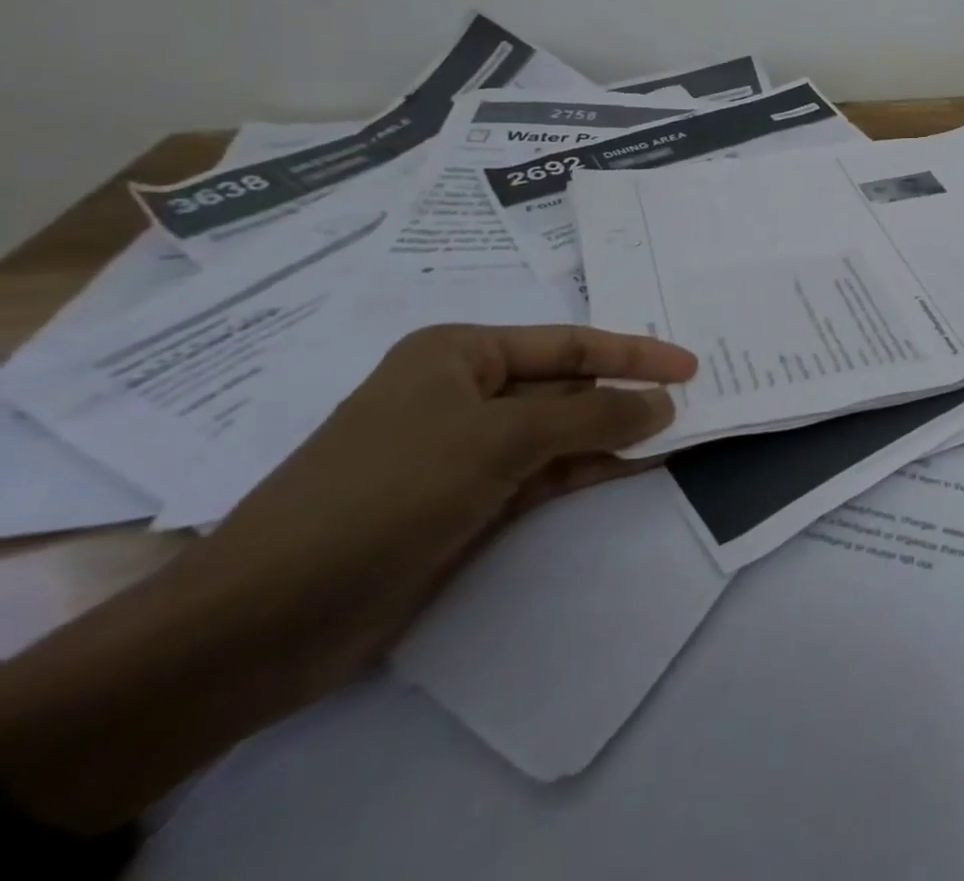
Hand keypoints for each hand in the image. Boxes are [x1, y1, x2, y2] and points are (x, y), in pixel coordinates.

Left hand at [180, 322, 695, 686]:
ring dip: (618, 432)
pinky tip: (640, 464)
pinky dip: (594, 467)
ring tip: (682, 432)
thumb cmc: (387, 493)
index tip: (691, 365)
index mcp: (460, 353)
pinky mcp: (471, 502)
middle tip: (697, 399)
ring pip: (563, 431)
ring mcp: (468, 451)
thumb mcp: (498, 440)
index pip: (569, 343)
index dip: (634, 352)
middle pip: (568, 384)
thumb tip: (664, 405)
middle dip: (628, 392)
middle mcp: (465, 392)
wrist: (266, 622)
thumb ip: (592, 416)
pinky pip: (549, 472)